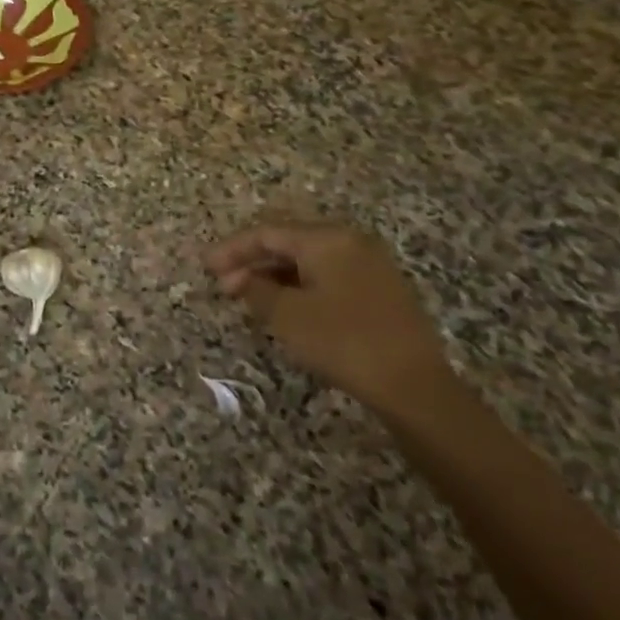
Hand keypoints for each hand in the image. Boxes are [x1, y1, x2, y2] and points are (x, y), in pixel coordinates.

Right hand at [205, 221, 452, 412]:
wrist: (414, 386)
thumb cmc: (342, 341)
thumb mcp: (287, 316)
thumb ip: (255, 290)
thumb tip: (238, 279)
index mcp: (327, 239)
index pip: (268, 233)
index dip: (232, 249)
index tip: (205, 267)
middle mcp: (350, 242)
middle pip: (289, 242)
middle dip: (252, 262)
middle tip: (223, 286)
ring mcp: (370, 266)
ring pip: (309, 261)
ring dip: (275, 276)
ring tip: (249, 299)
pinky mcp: (381, 291)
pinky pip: (329, 276)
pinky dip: (300, 286)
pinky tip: (285, 308)